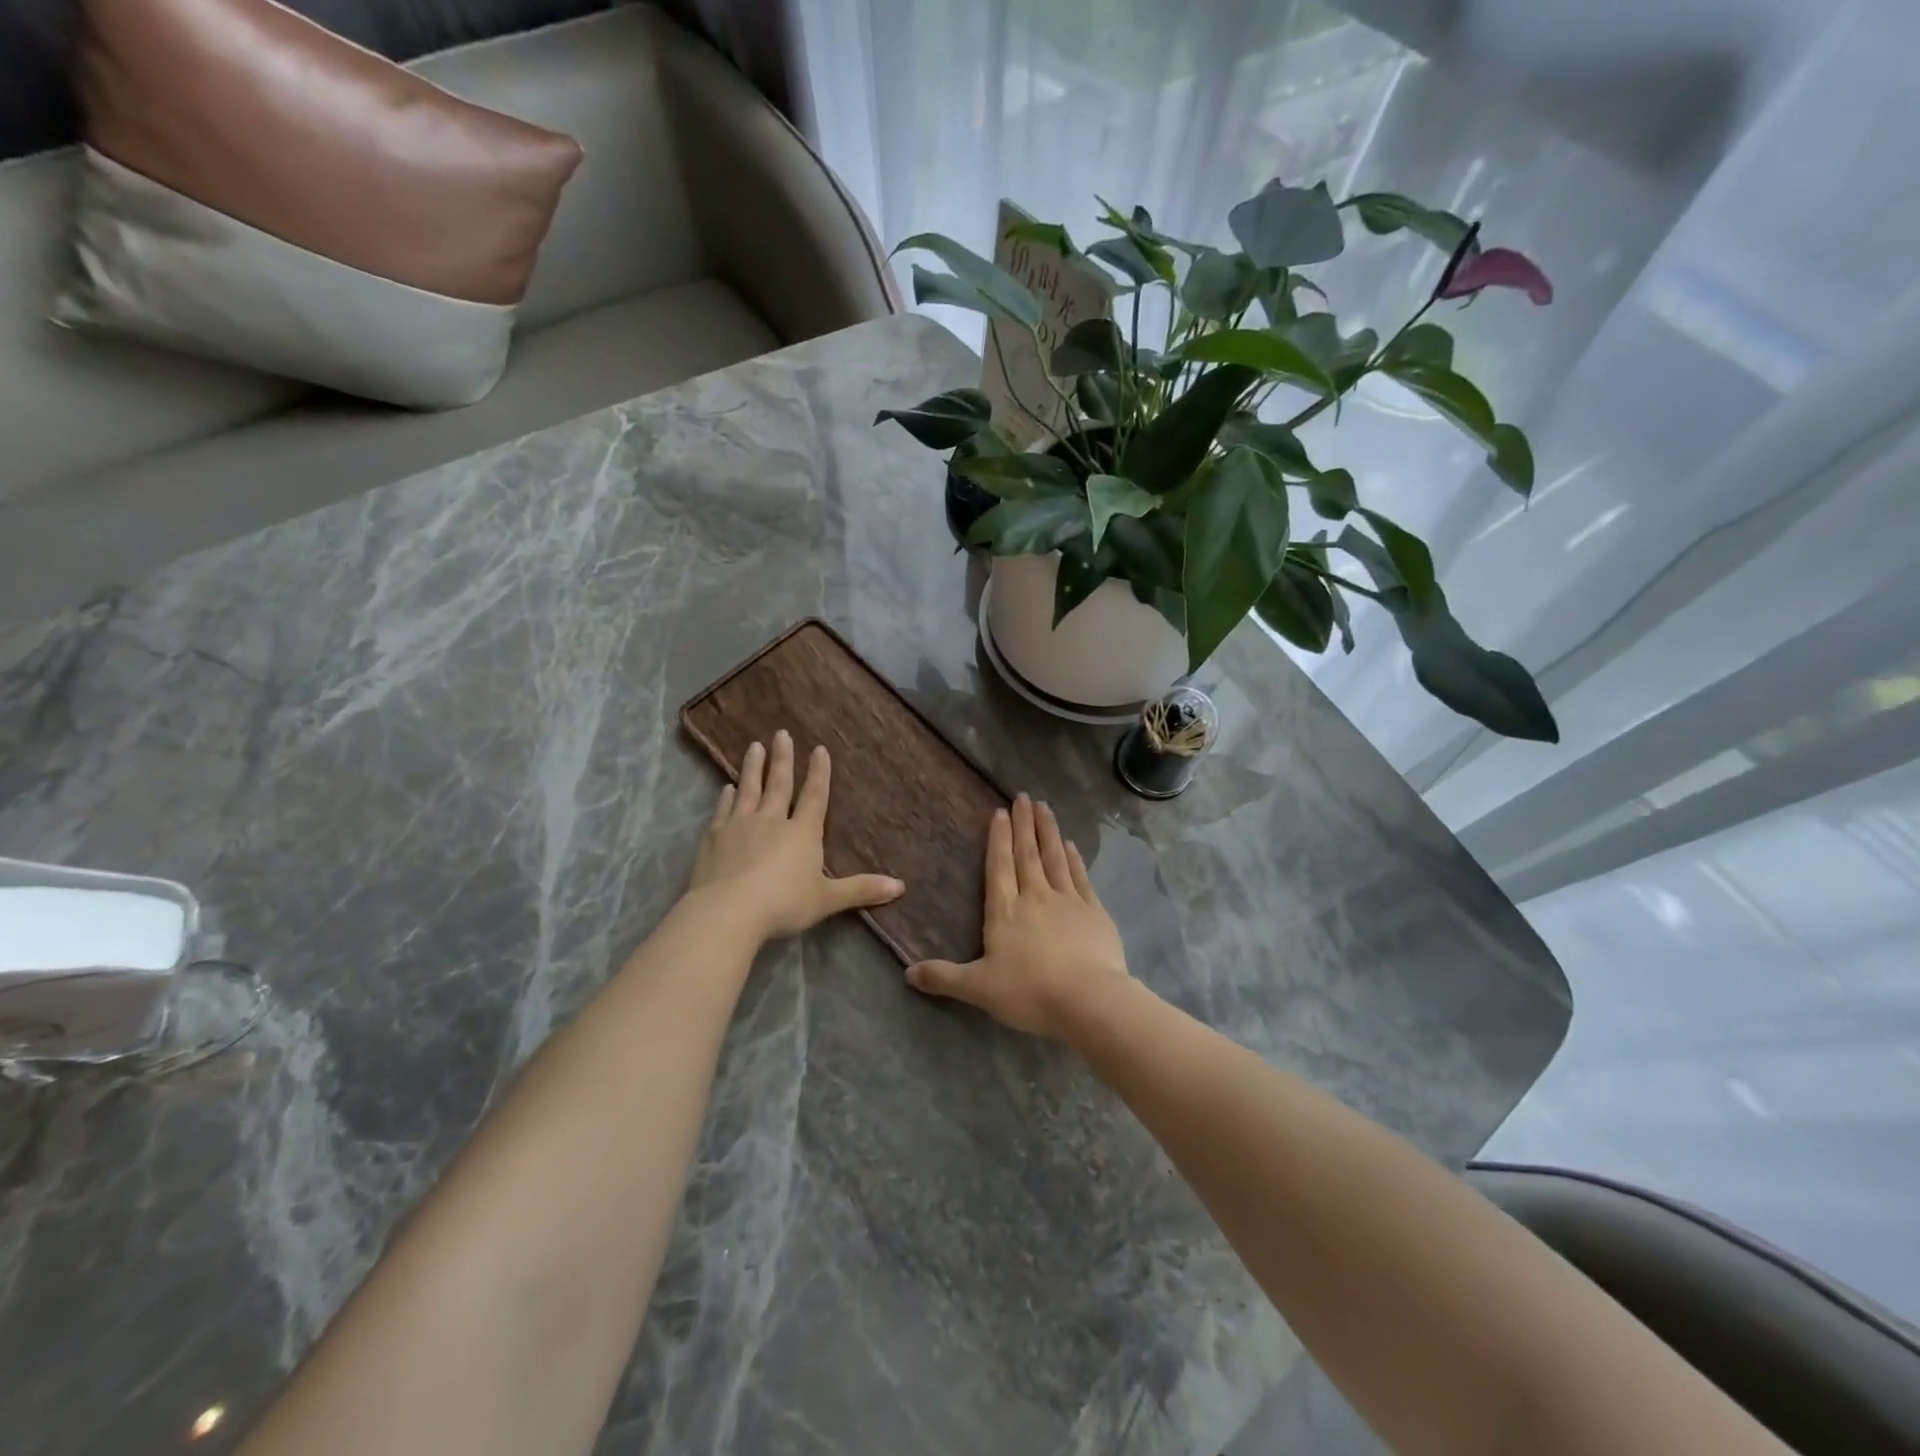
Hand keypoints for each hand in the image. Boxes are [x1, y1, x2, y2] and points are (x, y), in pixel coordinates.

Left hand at [689, 731, 904, 940]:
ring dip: (753, 767)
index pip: (814, 796)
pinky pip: (723, 810)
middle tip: (781, 733)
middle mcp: (772, 821)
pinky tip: (727, 788)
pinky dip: (726, 797)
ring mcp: (740, 826)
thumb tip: (900, 887)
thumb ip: (861, 890)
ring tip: (754, 746)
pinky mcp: (714, 838)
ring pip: (749, 789)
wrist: (727, 912)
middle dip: (783, 758)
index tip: (819, 749)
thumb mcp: (827, 900)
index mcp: (802, 833)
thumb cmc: (783, 904)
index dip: (819, 773)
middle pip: (779, 784)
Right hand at [907, 794, 1129, 1036]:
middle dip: (1024, 824)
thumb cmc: (1029, 992)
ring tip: (1045, 808)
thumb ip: (944, 977)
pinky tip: (1071, 845)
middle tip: (1024, 796)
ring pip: (1055, 858)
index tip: (1001, 812)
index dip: (998, 838)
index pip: (999, 866)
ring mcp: (1068, 901)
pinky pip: (1081, 877)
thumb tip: (907, 973)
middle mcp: (1035, 897)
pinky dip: (1074, 859)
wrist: (1088, 999)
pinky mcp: (1094, 912)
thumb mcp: (978, 988)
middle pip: (1027, 854)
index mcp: (1005, 911)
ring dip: (1049, 831)